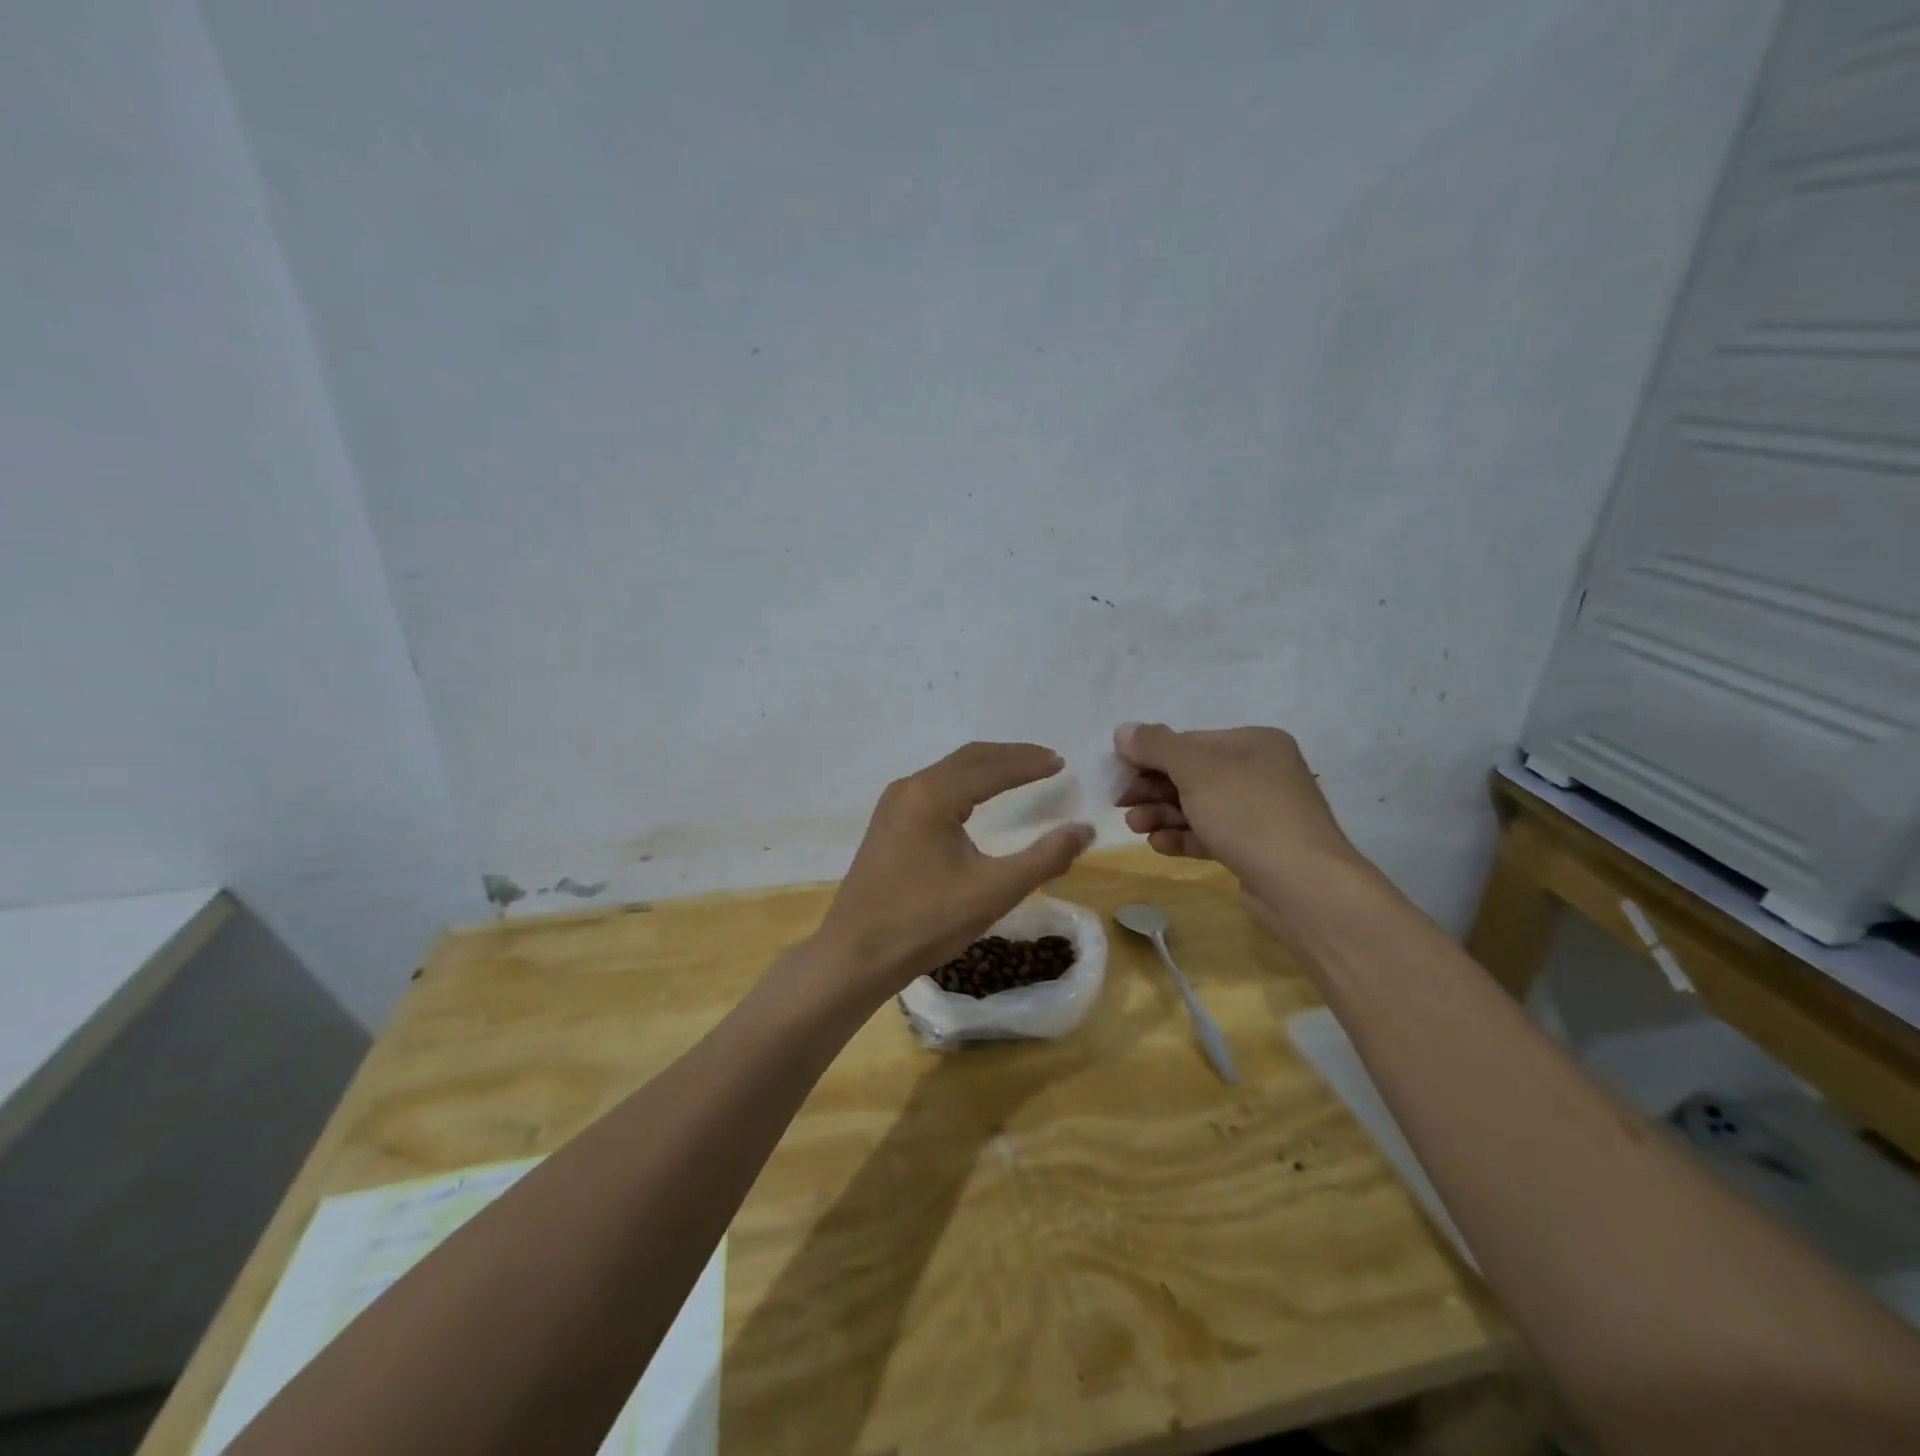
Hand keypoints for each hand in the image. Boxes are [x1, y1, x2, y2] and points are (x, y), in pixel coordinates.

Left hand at [810, 742, 1092, 1002]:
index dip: (1029, 762)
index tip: (1062, 762)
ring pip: (949, 771)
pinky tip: (979, 799)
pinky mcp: (888, 822)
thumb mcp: (994, 892)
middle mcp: (910, 787)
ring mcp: (894, 803)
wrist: (856, 954)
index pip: (991, 766)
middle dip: (1010, 757)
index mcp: (933, 795)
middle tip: (1048, 761)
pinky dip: (965, 784)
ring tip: (1022, 773)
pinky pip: (934, 788)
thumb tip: (1085, 830)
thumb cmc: (926, 922)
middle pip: (969, 759)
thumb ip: (1044, 858)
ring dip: (987, 768)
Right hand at [1112, 722, 1360, 903]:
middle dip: (1152, 789)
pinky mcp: (1254, 849)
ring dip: (1161, 814)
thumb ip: (1156, 746)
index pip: (1188, 741)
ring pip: (1197, 807)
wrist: (1303, 886)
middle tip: (1120, 803)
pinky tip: (1159, 845)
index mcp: (1253, 743)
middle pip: (1190, 774)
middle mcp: (1260, 772)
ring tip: (1135, 827)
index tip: (1117, 775)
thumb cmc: (1248, 814)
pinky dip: (1182, 837)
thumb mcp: (1196, 770)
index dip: (1148, 756)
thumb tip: (1123, 730)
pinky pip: (1209, 835)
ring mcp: (1259, 813)